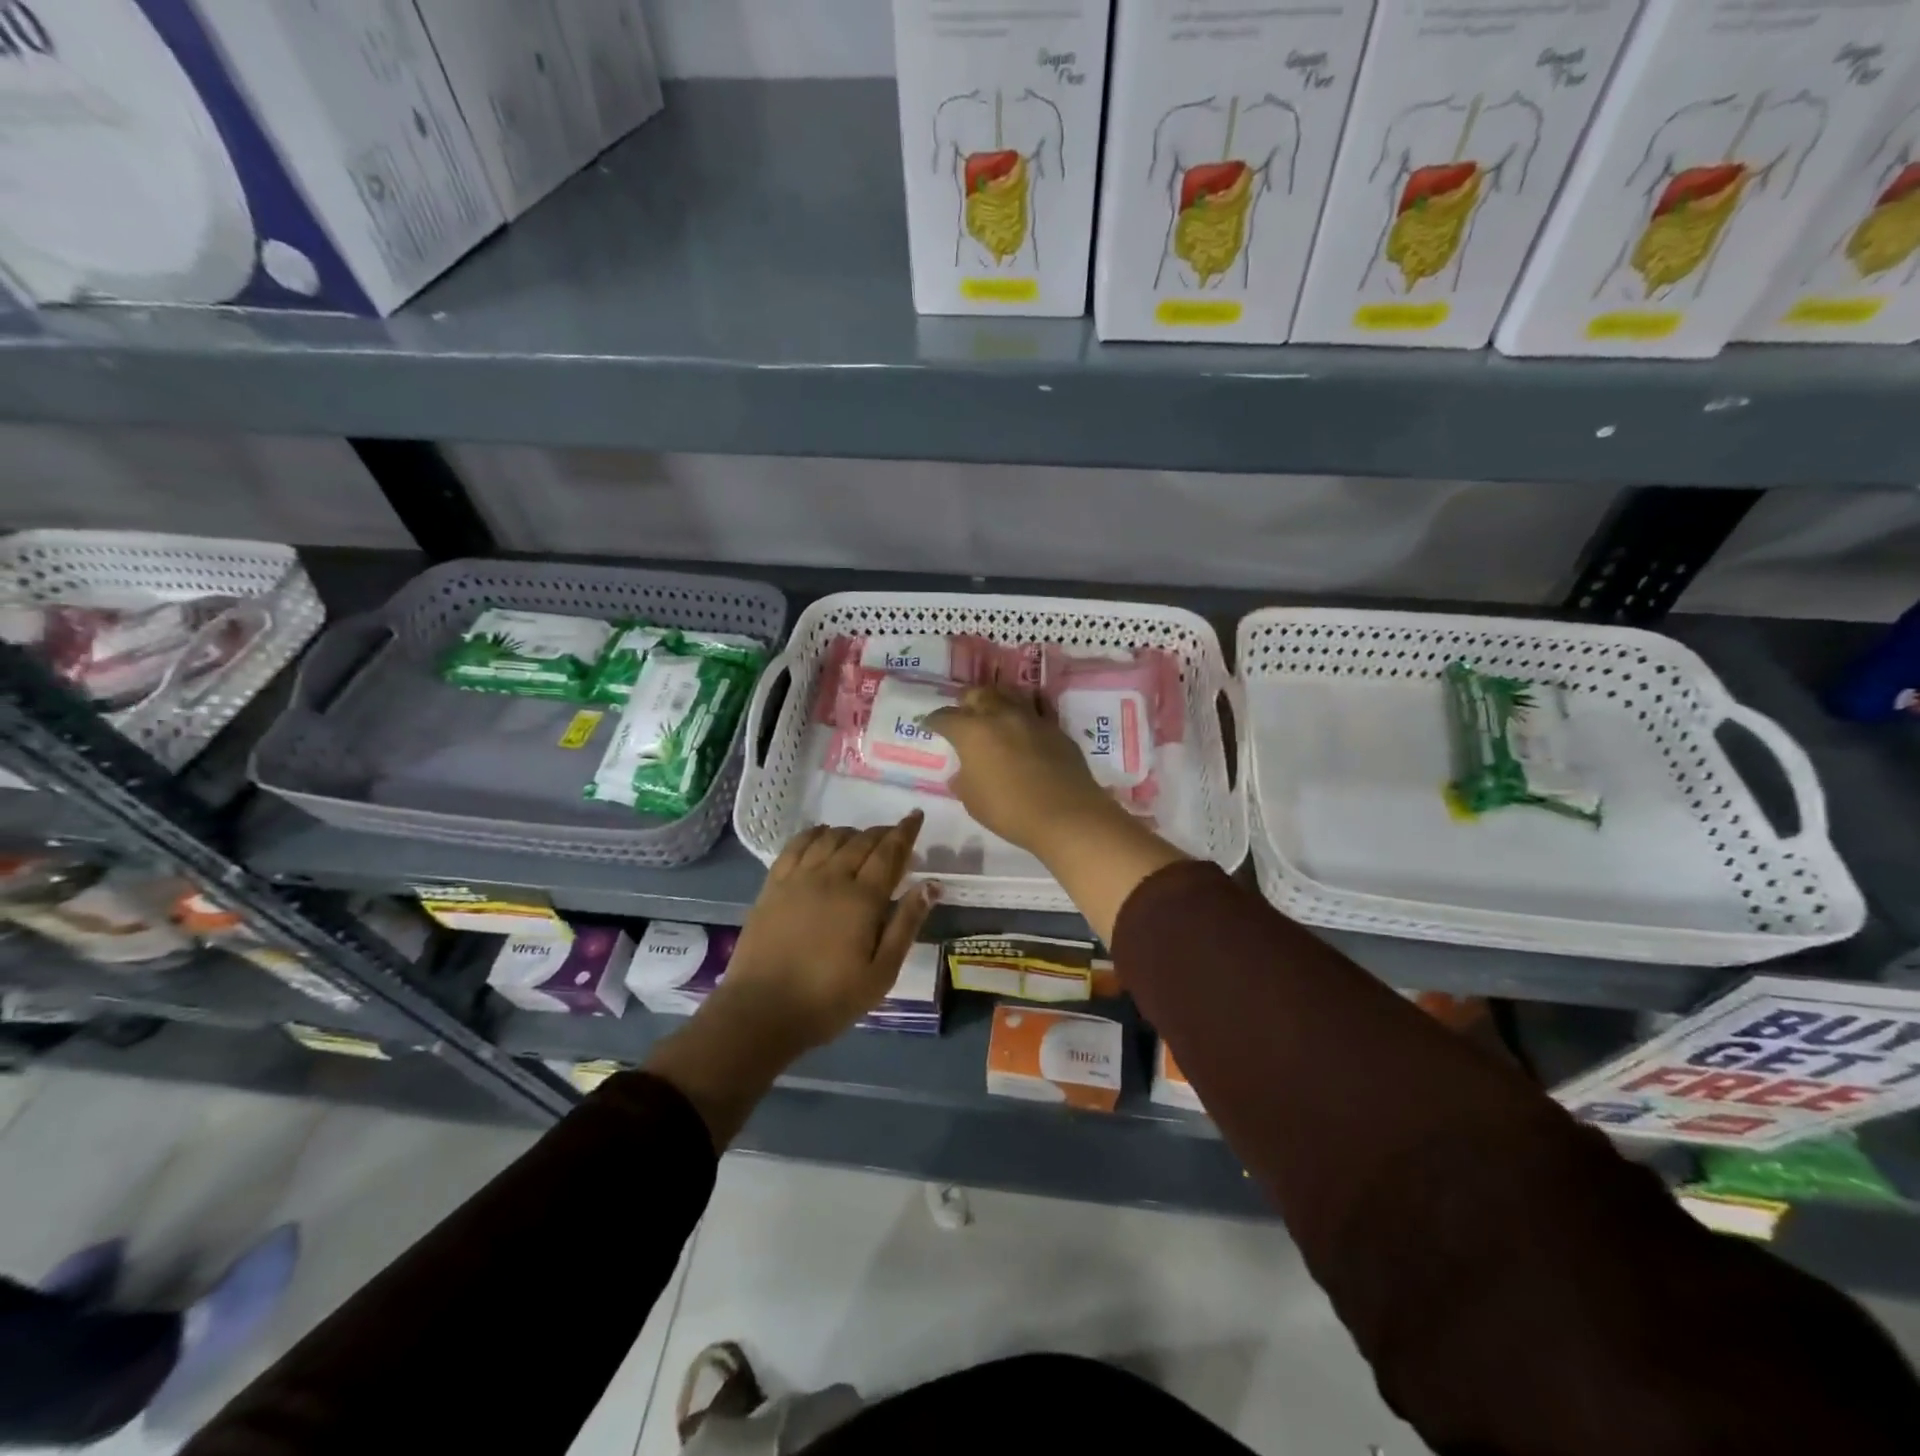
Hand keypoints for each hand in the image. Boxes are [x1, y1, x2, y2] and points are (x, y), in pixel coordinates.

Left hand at [718, 812, 936, 1052]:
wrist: (762, 1011)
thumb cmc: (829, 999)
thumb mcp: (881, 973)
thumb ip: (906, 924)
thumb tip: (931, 885)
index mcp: (863, 898)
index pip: (890, 852)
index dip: (906, 832)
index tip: (916, 816)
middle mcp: (832, 877)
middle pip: (862, 841)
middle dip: (883, 832)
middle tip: (895, 834)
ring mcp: (798, 878)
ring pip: (830, 838)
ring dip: (852, 833)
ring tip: (862, 839)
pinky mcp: (773, 885)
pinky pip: (796, 845)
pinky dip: (814, 833)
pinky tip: (822, 835)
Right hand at [928, 686, 1184, 944]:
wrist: (1067, 815)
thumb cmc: (1010, 811)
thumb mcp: (973, 802)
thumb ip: (963, 781)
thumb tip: (961, 772)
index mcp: (972, 732)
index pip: (945, 717)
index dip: (933, 721)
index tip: (928, 725)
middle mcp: (1000, 715)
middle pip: (978, 694)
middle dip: (966, 702)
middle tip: (963, 715)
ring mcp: (1032, 718)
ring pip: (1009, 694)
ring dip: (997, 700)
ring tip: (993, 713)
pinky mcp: (1056, 728)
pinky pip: (1037, 709)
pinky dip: (1026, 712)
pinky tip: (1025, 723)